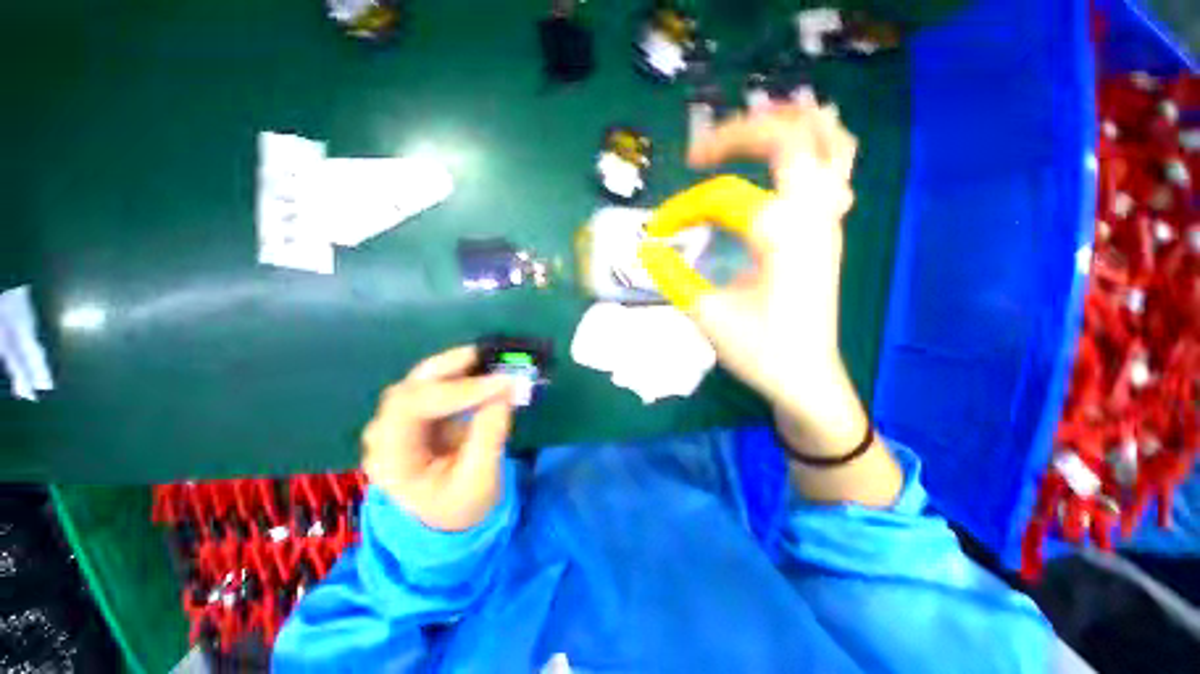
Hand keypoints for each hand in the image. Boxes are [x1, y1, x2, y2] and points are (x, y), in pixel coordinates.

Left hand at [361, 346, 514, 530]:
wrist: (447, 518)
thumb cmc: (460, 505)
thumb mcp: (479, 480)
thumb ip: (489, 435)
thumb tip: (505, 391)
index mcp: (390, 459)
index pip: (413, 409)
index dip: (459, 391)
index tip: (501, 383)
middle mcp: (385, 434)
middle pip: (410, 387)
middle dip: (451, 368)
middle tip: (489, 355)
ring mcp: (399, 421)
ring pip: (420, 381)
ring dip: (456, 365)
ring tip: (490, 357)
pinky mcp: (418, 413)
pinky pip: (437, 385)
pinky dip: (461, 373)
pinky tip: (483, 368)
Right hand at [641, 102, 865, 453]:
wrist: (806, 377)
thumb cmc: (759, 350)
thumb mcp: (706, 313)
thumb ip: (673, 275)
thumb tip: (646, 250)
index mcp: (780, 233)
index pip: (722, 197)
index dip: (681, 210)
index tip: (656, 234)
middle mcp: (812, 214)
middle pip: (786, 137)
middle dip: (737, 133)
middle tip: (699, 153)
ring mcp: (828, 219)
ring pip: (827, 141)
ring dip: (786, 125)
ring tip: (746, 130)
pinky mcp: (829, 231)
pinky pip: (837, 169)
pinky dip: (817, 146)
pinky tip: (790, 154)